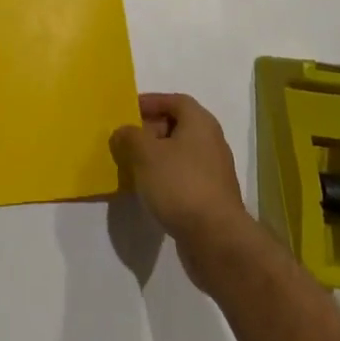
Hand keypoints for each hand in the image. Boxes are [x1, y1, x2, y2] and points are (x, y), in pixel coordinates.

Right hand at [111, 93, 249, 282]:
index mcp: (200, 123)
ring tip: (134, 166)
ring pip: (180, 154)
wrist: (216, 239)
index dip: (151, 102)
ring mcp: (215, 172)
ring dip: (157, 156)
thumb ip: (129, 136)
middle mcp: (211, 141)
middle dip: (150, 130)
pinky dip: (167, 177)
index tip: (128, 112)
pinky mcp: (213, 197)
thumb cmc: (179, 184)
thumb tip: (123, 132)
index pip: (175, 101)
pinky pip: (185, 177)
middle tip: (127, 140)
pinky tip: (150, 190)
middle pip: (178, 126)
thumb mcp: (145, 153)